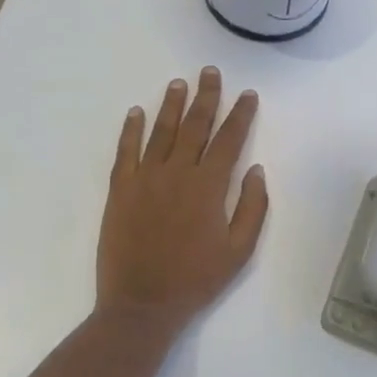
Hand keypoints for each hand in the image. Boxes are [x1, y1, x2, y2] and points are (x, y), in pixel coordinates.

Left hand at [96, 67, 268, 334]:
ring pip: (161, 132)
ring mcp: (145, 178)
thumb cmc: (196, 279)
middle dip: (206, 96)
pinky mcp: (121, 190)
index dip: (240, 114)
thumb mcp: (239, 250)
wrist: (142, 304)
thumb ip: (252, 207)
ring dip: (171, 105)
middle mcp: (177, 172)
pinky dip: (131, 129)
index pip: (229, 140)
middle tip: (210, 72)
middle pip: (194, 126)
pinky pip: (125, 151)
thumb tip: (256, 170)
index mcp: (209, 186)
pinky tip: (136, 112)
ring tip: (179, 83)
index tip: (247, 94)